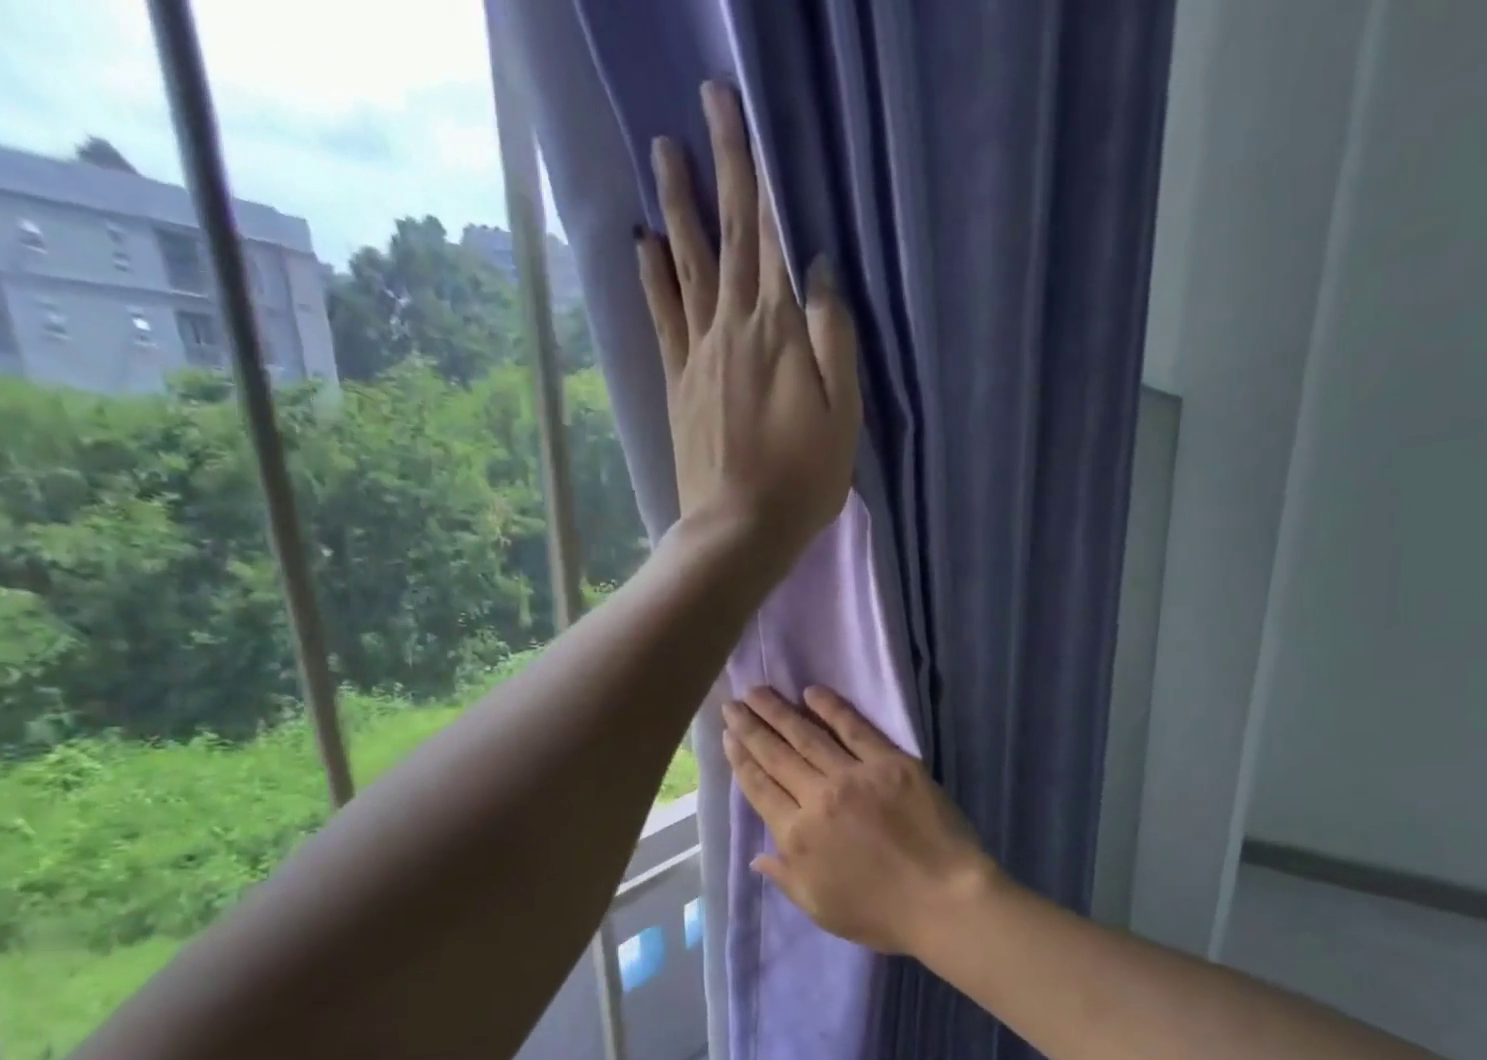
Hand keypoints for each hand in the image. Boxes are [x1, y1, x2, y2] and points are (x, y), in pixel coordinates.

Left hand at [637, 82, 861, 566]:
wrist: (739, 529)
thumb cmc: (804, 479)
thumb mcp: (843, 415)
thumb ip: (834, 339)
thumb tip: (821, 268)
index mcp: (779, 331)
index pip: (770, 237)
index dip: (761, 175)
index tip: (746, 117)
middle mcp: (733, 327)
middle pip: (727, 236)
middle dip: (720, 166)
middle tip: (706, 104)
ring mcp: (699, 354)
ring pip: (687, 264)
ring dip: (677, 205)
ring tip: (663, 152)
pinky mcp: (679, 384)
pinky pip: (663, 317)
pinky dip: (652, 276)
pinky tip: (644, 243)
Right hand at [721, 686, 997, 956]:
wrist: (944, 900)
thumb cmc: (881, 914)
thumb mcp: (820, 908)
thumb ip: (786, 877)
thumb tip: (757, 855)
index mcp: (797, 836)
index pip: (760, 788)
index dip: (741, 760)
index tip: (729, 736)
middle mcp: (818, 798)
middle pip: (776, 755)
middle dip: (751, 727)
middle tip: (733, 703)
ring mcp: (855, 775)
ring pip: (808, 736)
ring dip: (779, 711)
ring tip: (758, 691)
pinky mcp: (891, 762)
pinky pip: (856, 728)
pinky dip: (832, 708)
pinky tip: (813, 693)